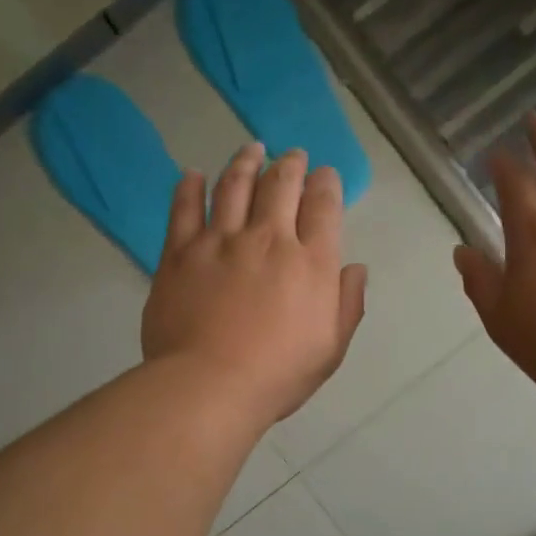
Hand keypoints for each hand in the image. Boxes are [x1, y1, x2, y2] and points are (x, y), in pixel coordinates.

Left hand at [143, 144, 368, 425]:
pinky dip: (190, 187)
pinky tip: (193, 174)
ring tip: (252, 149)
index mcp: (311, 263)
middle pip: (281, 184)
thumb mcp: (331, 349)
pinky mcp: (180, 252)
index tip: (325, 175)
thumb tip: (355, 268)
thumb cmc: (277, 375)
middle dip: (291, 164)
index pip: (323, 206)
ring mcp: (220, 241)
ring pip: (234, 185)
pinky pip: (184, 209)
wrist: (208, 386)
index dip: (326, 183)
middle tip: (292, 156)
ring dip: (246, 162)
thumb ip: (347, 304)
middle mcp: (268, 239)